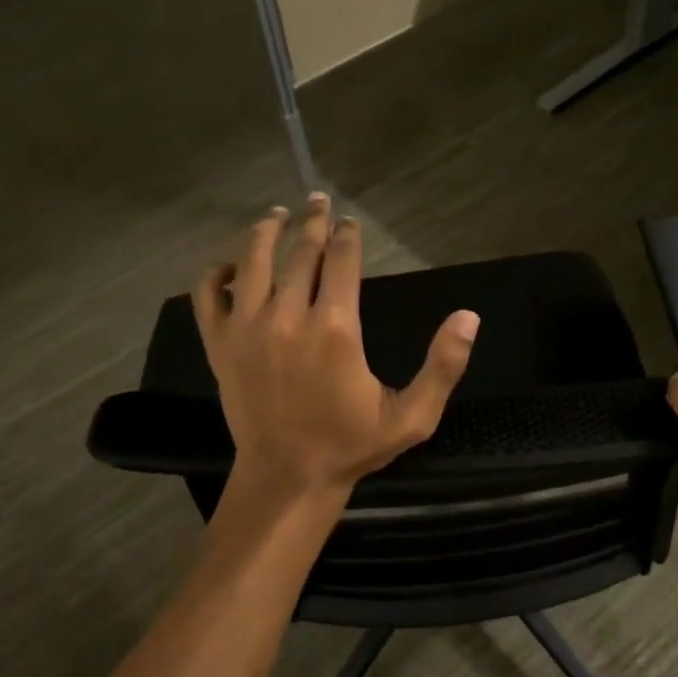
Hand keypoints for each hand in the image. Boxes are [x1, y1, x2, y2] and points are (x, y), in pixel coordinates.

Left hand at [194, 194, 480, 495]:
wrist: (288, 476)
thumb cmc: (351, 444)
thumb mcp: (411, 416)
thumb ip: (443, 366)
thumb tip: (469, 317)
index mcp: (336, 328)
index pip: (342, 260)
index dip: (347, 234)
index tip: (349, 221)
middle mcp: (288, 317)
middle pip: (300, 252)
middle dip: (312, 222)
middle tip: (317, 200)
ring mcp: (247, 329)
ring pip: (253, 262)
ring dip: (266, 232)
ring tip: (276, 215)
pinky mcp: (220, 346)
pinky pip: (208, 296)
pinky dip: (215, 275)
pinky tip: (229, 267)